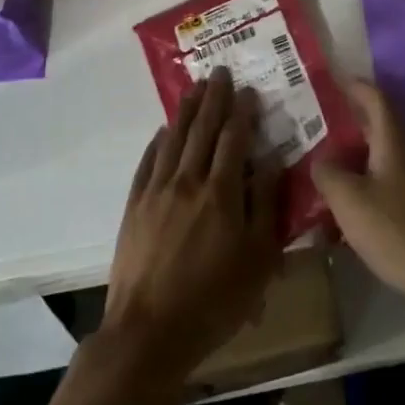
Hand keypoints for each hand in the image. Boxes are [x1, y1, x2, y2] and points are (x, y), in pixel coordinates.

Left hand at [100, 68, 282, 394]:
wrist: (149, 332)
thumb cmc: (215, 299)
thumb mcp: (258, 258)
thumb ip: (265, 204)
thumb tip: (270, 160)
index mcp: (221, 192)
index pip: (234, 139)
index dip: (242, 112)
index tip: (248, 90)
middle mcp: (187, 181)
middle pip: (202, 130)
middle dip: (213, 99)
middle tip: (219, 72)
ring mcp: (156, 192)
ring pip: (173, 139)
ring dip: (186, 111)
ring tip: (194, 88)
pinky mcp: (134, 207)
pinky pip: (148, 162)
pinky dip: (158, 142)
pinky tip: (163, 131)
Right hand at [312, 82, 404, 311]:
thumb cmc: (400, 231)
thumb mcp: (350, 203)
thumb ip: (328, 174)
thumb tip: (321, 158)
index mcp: (396, 138)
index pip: (374, 96)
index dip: (352, 85)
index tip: (331, 79)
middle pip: (382, 122)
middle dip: (352, 121)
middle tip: (320, 124)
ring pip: (391, 150)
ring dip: (363, 151)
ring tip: (333, 163)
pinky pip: (400, 174)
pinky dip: (377, 175)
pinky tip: (361, 199)